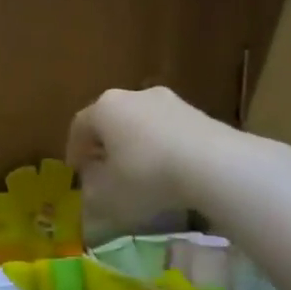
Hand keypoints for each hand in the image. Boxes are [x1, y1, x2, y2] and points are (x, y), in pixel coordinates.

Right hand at [67, 86, 224, 240]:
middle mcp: (133, 96)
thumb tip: (93, 178)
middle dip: (105, 145)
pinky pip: (169, 131)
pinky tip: (170, 172)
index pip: (79, 127)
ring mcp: (170, 101)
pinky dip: (163, 148)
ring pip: (142, 124)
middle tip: (105, 170)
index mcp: (104, 108)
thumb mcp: (106, 194)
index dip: (74, 151)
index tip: (77, 172)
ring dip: (136, 145)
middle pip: (111, 120)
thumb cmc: (146, 176)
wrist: (216, 167)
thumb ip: (91, 186)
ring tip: (141, 173)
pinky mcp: (200, 114)